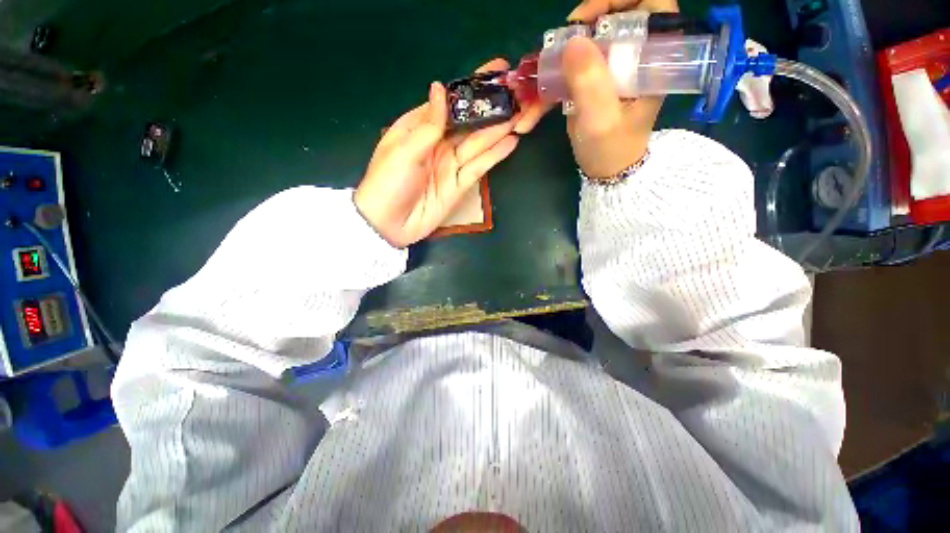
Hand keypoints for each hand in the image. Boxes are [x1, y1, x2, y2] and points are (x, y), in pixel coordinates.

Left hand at [354, 59, 547, 247]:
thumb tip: (440, 88)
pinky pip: (479, 167)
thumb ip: (428, 124)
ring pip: (479, 144)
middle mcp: (439, 144)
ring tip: (523, 114)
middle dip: (493, 108)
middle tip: (520, 94)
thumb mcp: (404, 149)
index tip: (497, 71)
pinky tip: (511, 142)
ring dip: (500, 129)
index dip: (472, 88)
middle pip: (470, 124)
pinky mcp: (460, 185)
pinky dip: (495, 155)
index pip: (451, 103)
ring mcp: (451, 165)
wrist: (390, 224)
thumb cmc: (389, 182)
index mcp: (420, 127)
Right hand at [563, 0, 678, 178]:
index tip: (591, 18)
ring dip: (568, 46)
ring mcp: (615, 68)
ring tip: (550, 63)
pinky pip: (578, 61)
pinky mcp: (597, 80)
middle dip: (587, 22)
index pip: (653, 5)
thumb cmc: (610, 149)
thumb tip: (573, 41)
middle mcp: (636, 57)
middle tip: (565, 41)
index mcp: (652, 60)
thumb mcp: (601, 120)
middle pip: (617, 16)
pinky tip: (547, 81)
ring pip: (594, 38)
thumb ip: (590, 83)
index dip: (622, 0)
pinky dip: (559, 68)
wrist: (605, 171)